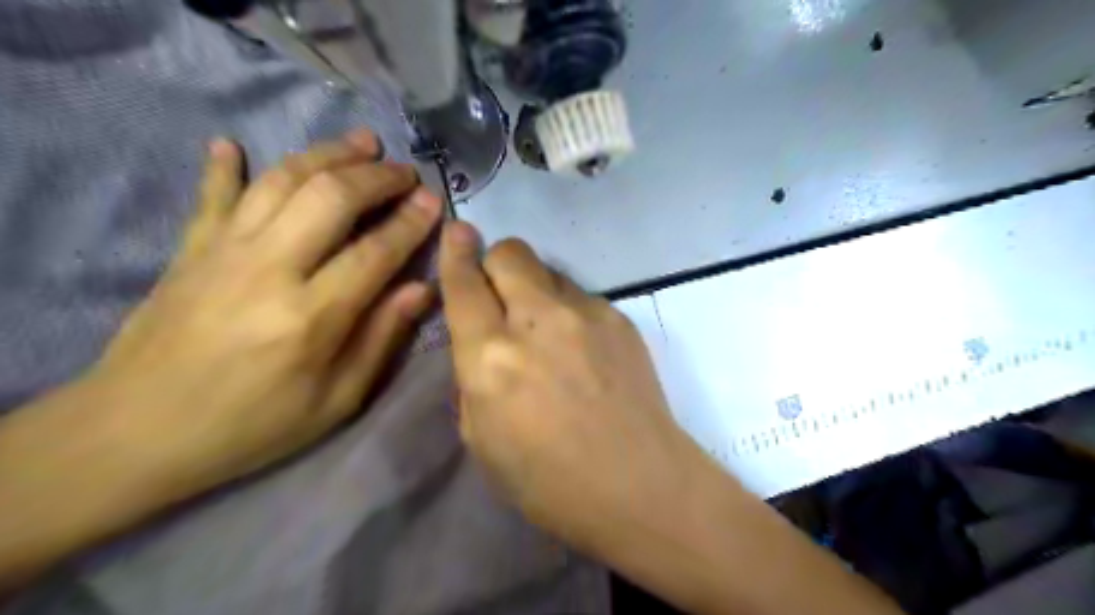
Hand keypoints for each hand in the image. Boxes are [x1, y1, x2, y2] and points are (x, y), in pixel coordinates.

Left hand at [80, 131, 440, 496]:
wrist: (137, 433)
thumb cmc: (253, 425)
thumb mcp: (336, 400)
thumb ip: (382, 338)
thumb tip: (421, 289)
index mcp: (311, 316)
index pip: (375, 251)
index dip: (411, 222)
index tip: (434, 201)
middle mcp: (269, 269)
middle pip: (331, 198)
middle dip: (376, 177)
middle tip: (405, 172)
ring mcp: (224, 251)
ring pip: (282, 181)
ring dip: (327, 154)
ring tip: (361, 142)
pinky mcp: (190, 249)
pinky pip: (213, 194)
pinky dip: (225, 166)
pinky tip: (233, 144)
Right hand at [436, 221, 700, 552]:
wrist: (638, 484)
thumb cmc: (548, 480)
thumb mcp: (481, 438)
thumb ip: (473, 378)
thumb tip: (479, 341)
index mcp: (490, 357)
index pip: (464, 283)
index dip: (455, 251)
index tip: (457, 231)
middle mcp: (536, 321)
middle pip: (510, 253)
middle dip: (496, 262)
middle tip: (500, 292)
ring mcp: (585, 314)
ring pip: (548, 271)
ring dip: (535, 289)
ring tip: (547, 332)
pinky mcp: (619, 318)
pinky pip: (581, 296)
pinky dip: (569, 311)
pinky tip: (582, 350)